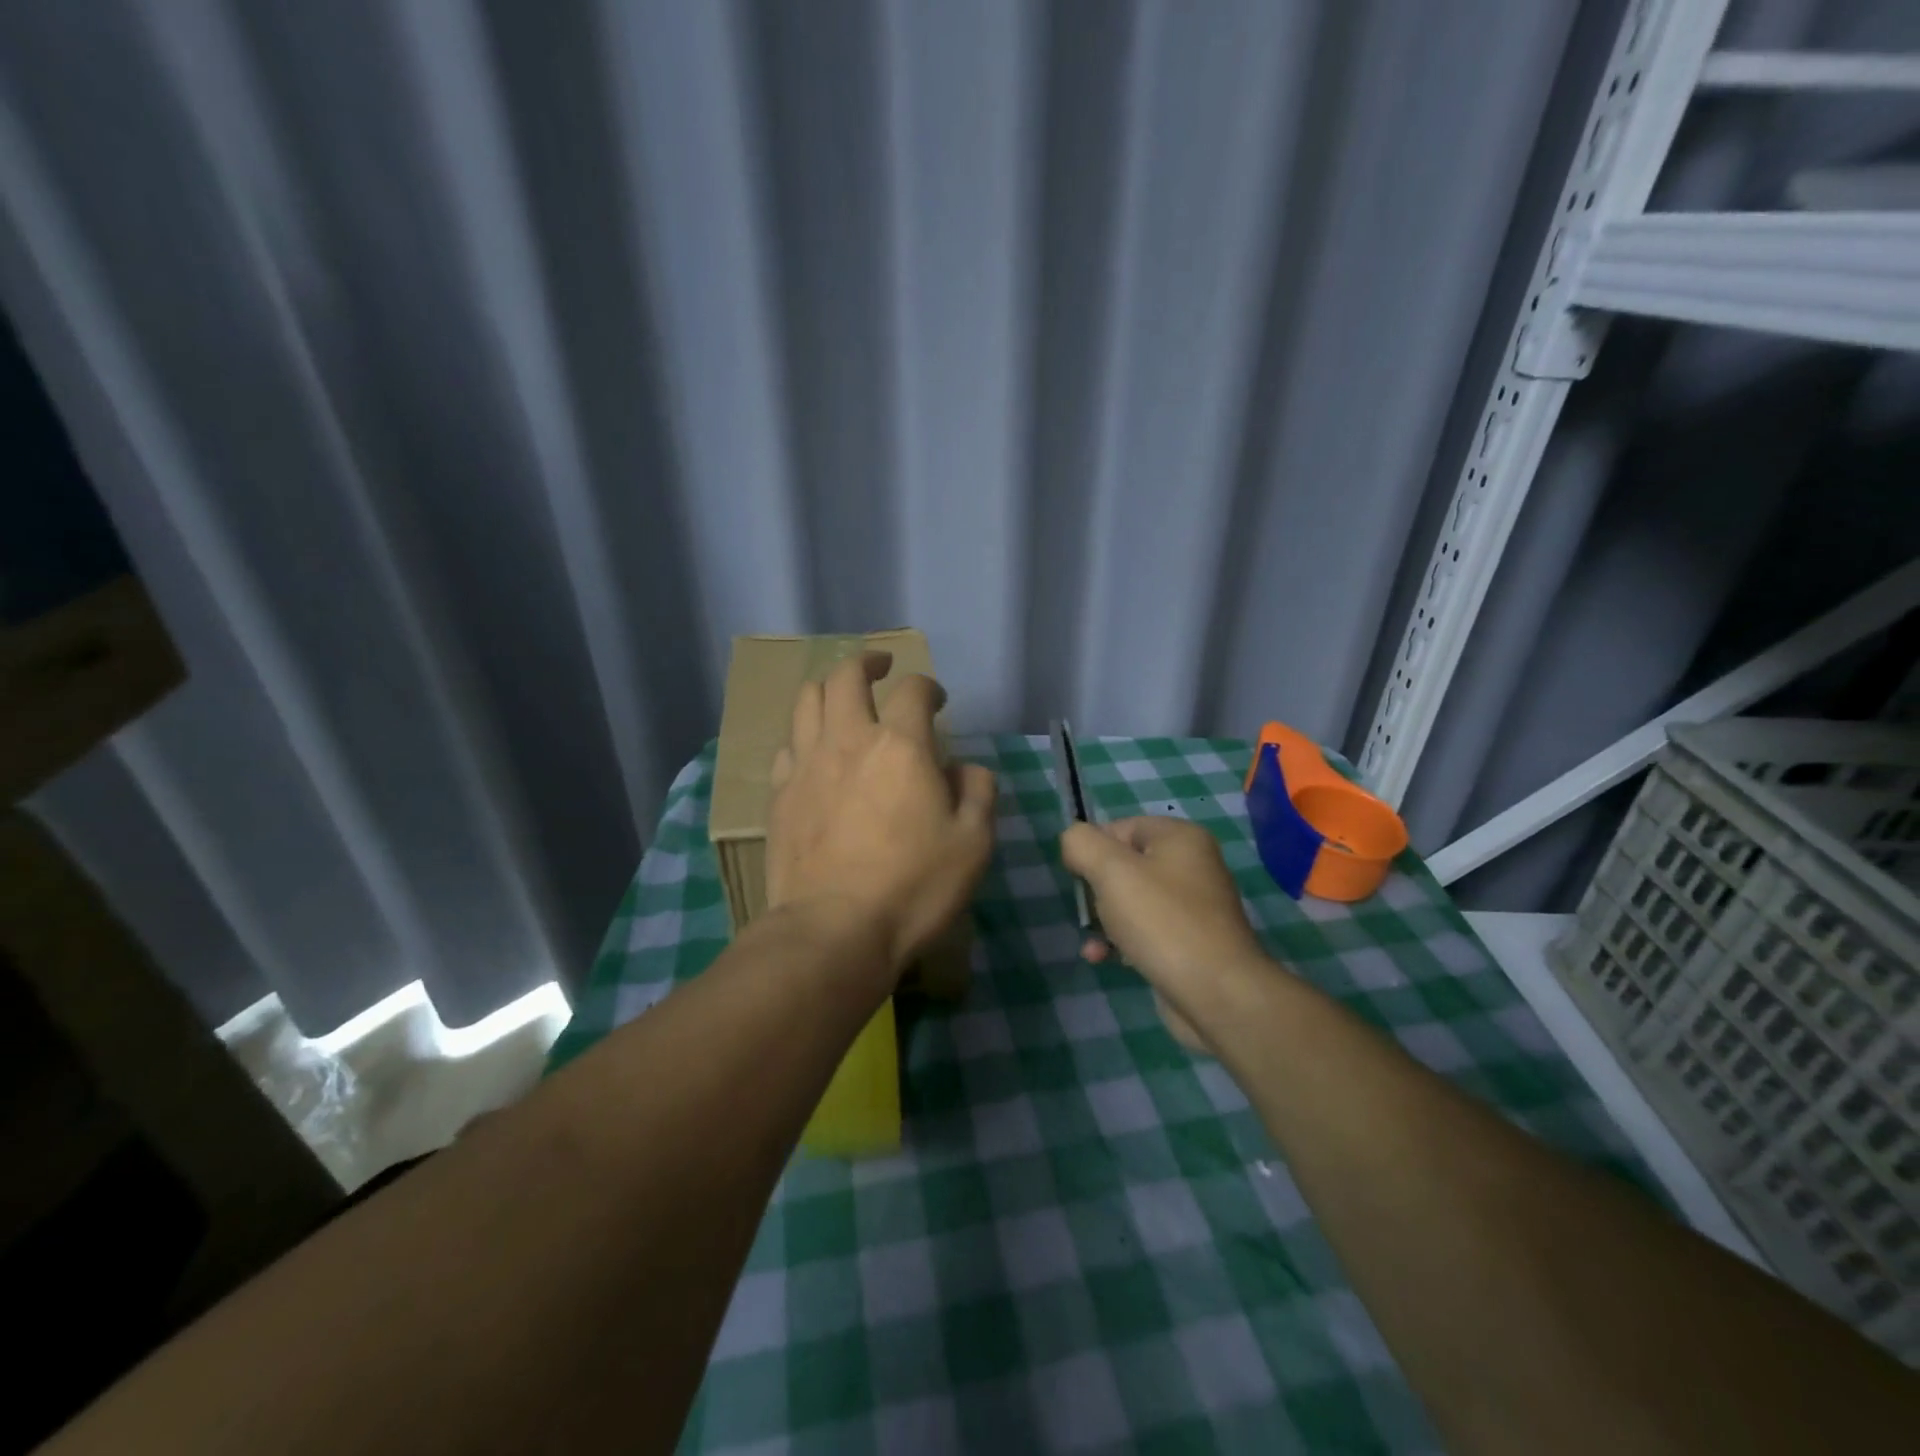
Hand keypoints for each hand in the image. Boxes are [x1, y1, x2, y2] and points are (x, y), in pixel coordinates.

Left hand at [766, 652, 996, 974]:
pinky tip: (813, 755)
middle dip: (866, 662)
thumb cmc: (913, 887)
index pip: (913, 690)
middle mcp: (848, 741)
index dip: (928, 686)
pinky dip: (803, 738)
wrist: (833, 931)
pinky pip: (786, 747)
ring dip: (828, 689)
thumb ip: (977, 793)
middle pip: (846, 676)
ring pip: (806, 701)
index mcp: (900, 745)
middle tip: (880, 667)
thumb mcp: (973, 844)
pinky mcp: (779, 796)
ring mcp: (806, 766)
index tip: (937, 700)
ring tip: (841, 699)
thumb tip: (964, 770)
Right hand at [1061, 817, 1270, 1048]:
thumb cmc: (1162, 922)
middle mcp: (1191, 865)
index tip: (1078, 878)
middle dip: (1097, 890)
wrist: (1217, 994)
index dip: (1092, 850)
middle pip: (1124, 866)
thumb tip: (1073, 841)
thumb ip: (1082, 843)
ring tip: (1094, 944)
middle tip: (1089, 912)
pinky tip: (1103, 959)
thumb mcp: (1111, 871)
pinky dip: (1121, 941)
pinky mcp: (1189, 943)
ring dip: (1104, 920)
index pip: (1120, 827)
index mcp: (1180, 838)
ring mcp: (1192, 907)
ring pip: (1131, 901)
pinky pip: (1145, 931)